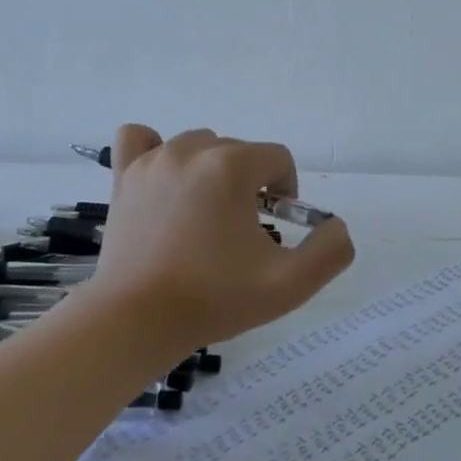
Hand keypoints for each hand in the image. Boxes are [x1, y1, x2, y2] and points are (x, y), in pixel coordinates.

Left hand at [88, 125, 355, 349]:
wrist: (136, 321)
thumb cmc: (214, 298)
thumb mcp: (290, 284)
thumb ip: (330, 251)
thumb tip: (336, 226)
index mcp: (232, 166)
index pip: (278, 158)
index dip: (287, 192)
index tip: (276, 229)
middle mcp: (192, 150)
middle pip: (240, 152)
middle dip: (251, 185)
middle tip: (243, 234)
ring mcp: (153, 160)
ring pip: (199, 146)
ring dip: (212, 172)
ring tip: (207, 216)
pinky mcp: (124, 177)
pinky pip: (140, 140)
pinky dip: (155, 150)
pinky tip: (164, 180)